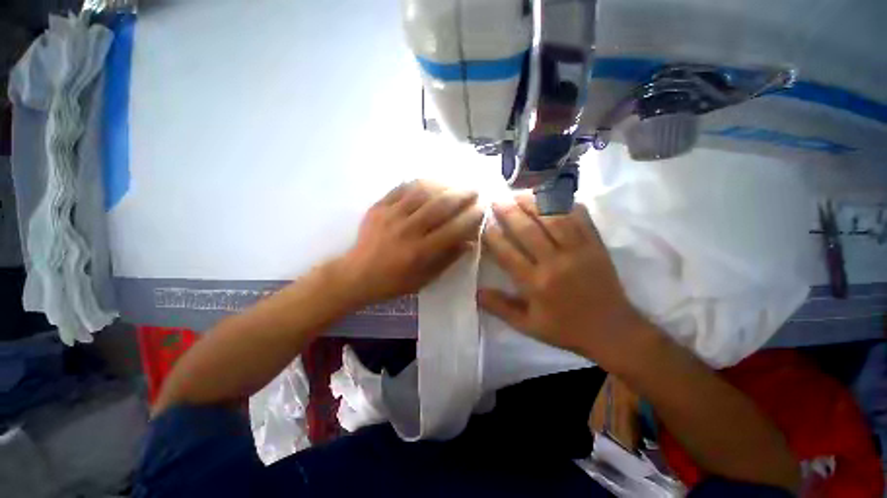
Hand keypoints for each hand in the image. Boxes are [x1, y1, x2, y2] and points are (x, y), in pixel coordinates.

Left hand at [339, 180, 483, 305]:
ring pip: (422, 191)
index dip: (471, 217)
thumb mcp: (425, 279)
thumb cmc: (393, 282)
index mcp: (420, 252)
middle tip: (474, 190)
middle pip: (440, 205)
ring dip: (443, 185)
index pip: (453, 229)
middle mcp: (407, 230)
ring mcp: (391, 215)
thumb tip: (470, 241)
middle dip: (462, 195)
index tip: (482, 209)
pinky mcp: (378, 207)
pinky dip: (419, 182)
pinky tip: (430, 182)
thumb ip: (448, 259)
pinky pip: (401, 188)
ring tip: (455, 184)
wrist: (356, 274)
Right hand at [478, 195, 645, 366]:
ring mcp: (578, 251)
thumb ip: (500, 308)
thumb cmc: (565, 329)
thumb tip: (476, 292)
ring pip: (552, 218)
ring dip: (533, 202)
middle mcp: (555, 263)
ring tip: (519, 193)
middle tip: (496, 199)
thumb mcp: (528, 326)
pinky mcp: (596, 244)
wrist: (612, 330)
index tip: (483, 222)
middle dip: (508, 212)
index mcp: (536, 284)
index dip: (492, 235)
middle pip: (527, 230)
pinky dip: (565, 203)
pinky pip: (580, 217)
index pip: (507, 253)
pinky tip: (551, 195)